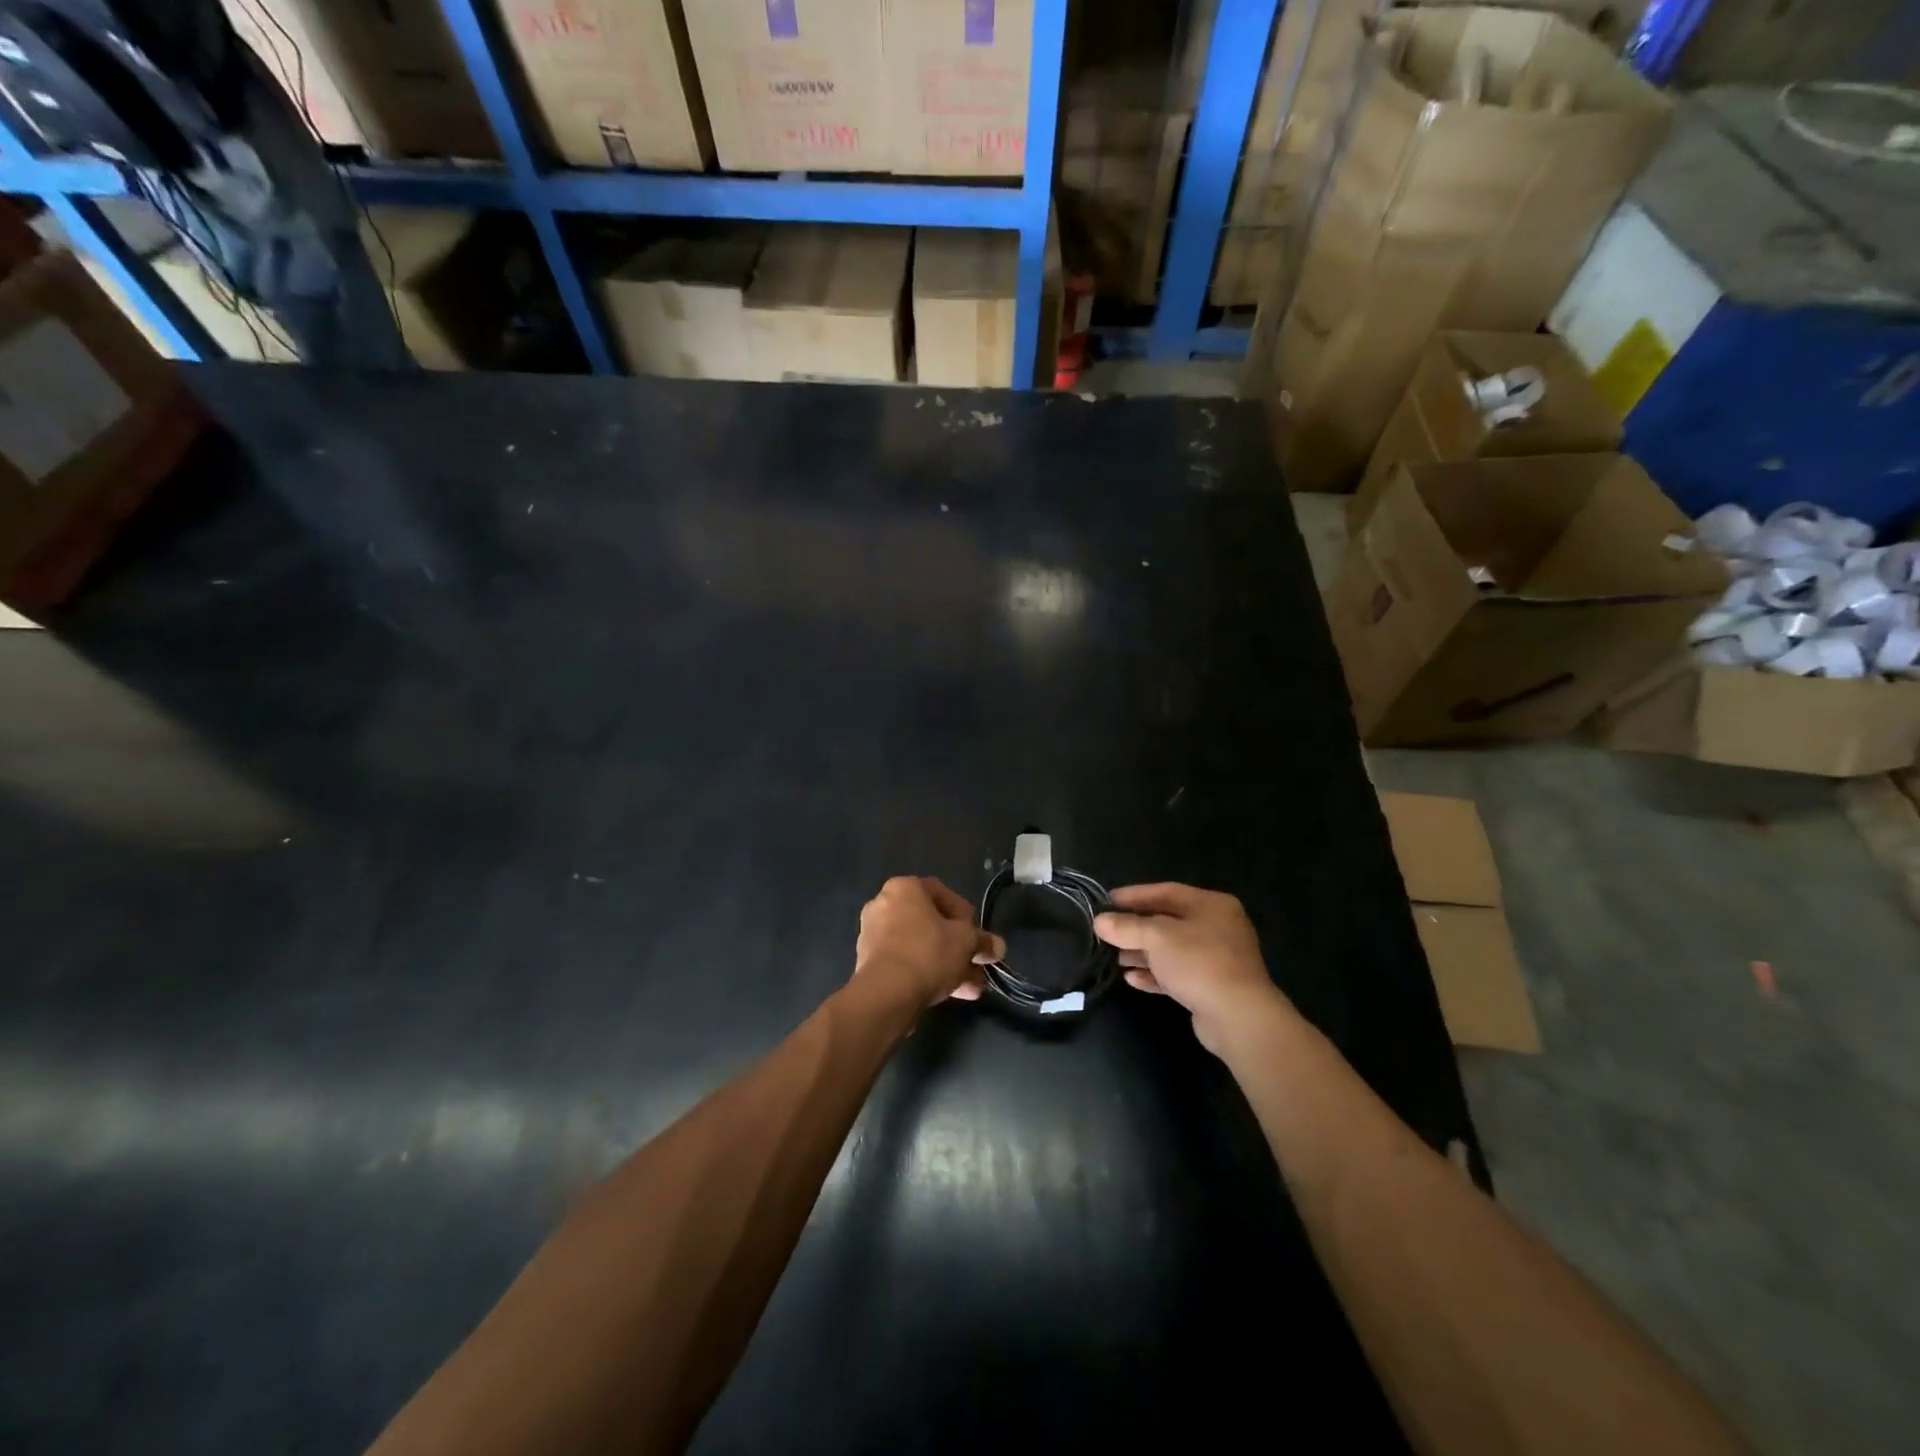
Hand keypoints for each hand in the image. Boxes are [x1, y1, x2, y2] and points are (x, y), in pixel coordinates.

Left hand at [855, 877, 1004, 1007]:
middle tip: (975, 964)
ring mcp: (873, 935)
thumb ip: (983, 941)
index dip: (965, 914)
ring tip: (970, 987)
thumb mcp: (966, 943)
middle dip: (957, 946)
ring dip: (946, 964)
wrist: (886, 994)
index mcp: (904, 888)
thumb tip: (998, 946)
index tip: (977, 935)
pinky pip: (905, 963)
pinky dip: (926, 973)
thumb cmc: (928, 952)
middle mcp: (883, 905)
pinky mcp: (868, 964)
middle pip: (930, 923)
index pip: (942, 892)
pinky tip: (949, 993)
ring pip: (919, 946)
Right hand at [1093, 884, 1289, 1054]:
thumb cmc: (1199, 963)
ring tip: (1114, 958)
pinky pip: (1177, 974)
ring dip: (1142, 953)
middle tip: (1106, 932)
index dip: (1134, 895)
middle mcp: (1217, 927)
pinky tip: (1132, 979)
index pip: (1166, 891)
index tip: (1107, 901)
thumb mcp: (1157, 938)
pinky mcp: (1211, 986)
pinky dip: (1155, 974)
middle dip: (1136, 928)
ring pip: (1171, 950)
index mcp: (1211, 905)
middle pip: (1168, 921)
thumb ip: (1127, 927)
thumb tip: (1100, 921)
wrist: (1239, 1017)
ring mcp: (1217, 958)